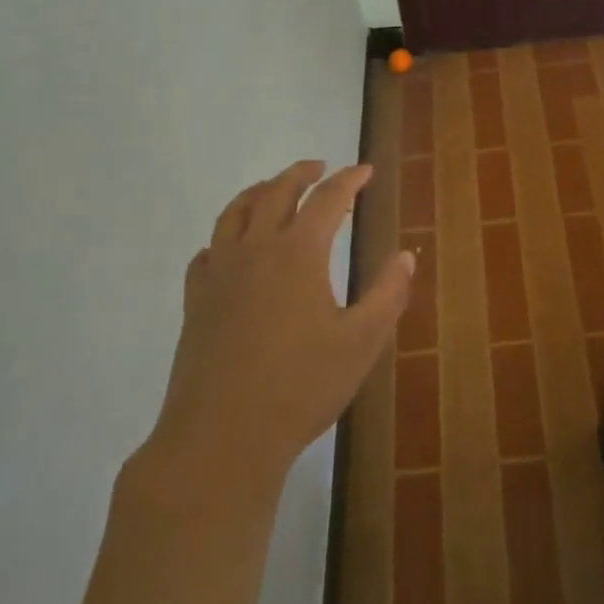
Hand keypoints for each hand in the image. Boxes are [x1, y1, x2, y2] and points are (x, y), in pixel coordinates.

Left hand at [141, 160, 413, 483]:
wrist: (221, 436)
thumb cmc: (301, 387)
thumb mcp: (362, 342)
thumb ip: (388, 293)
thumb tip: (406, 256)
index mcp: (298, 253)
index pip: (327, 199)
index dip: (349, 180)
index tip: (365, 171)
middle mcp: (255, 250)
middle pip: (276, 192)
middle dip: (301, 173)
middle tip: (320, 166)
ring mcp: (219, 273)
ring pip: (235, 213)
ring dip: (259, 192)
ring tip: (274, 189)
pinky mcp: (196, 300)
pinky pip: (208, 251)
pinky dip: (225, 236)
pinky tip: (232, 249)